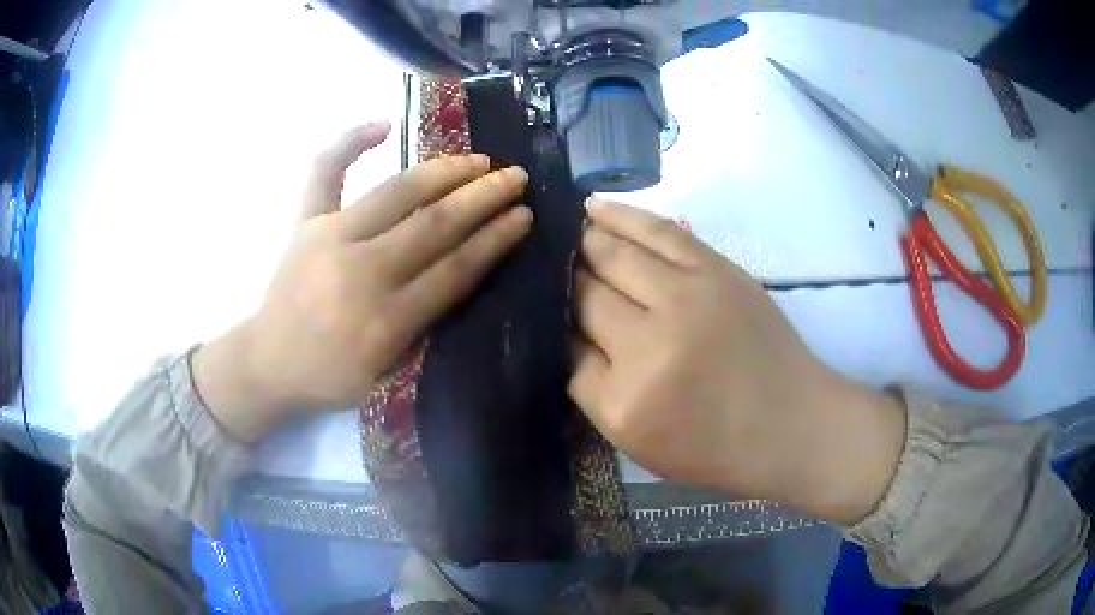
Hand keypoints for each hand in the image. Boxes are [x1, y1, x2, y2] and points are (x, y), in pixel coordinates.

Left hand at [192, 122, 530, 441]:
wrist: (266, 363)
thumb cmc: (329, 376)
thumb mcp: (386, 373)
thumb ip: (422, 327)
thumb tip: (459, 272)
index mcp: (386, 321)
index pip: (454, 269)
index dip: (494, 239)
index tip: (524, 216)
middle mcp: (362, 271)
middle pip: (434, 224)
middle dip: (483, 197)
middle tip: (516, 177)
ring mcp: (329, 237)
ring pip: (396, 192)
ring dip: (444, 171)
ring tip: (478, 159)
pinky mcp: (303, 222)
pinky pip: (324, 172)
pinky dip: (350, 143)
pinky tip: (383, 124)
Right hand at [569, 199, 905, 523]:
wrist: (792, 424)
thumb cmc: (716, 448)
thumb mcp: (639, 443)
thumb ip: (594, 388)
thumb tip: (567, 330)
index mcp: (624, 400)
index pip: (565, 346)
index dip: (552, 324)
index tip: (542, 310)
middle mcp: (649, 343)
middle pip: (584, 293)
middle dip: (562, 280)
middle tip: (543, 265)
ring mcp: (687, 298)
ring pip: (613, 253)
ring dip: (581, 240)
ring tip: (562, 229)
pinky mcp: (717, 270)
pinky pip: (658, 231)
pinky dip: (622, 216)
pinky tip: (593, 208)